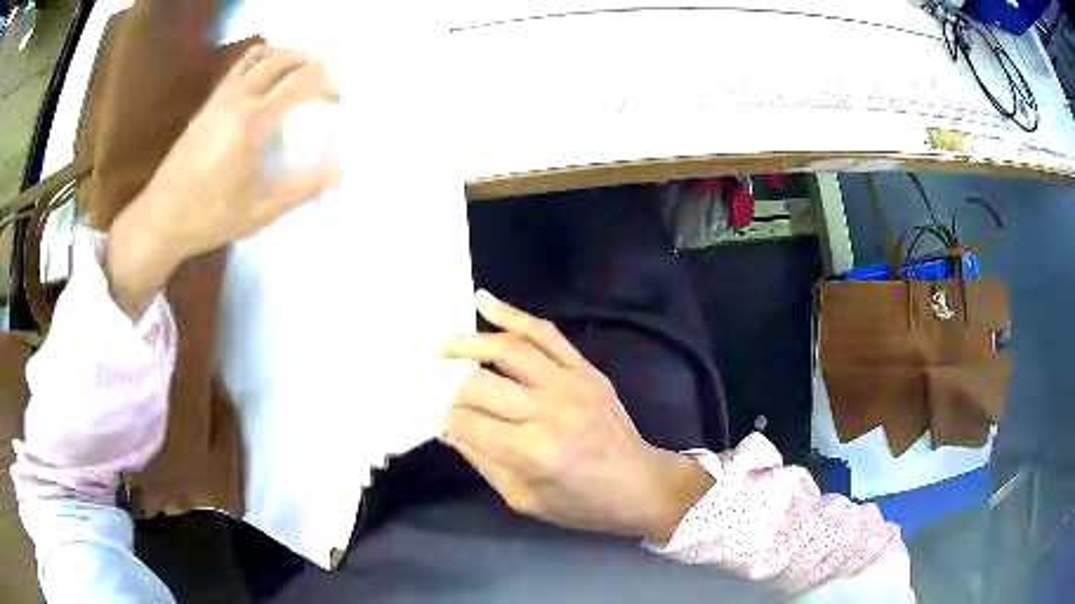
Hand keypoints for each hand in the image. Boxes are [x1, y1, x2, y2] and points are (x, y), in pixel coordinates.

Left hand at [107, 45, 340, 317]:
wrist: (161, 218)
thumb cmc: (210, 217)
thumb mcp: (260, 210)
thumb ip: (301, 187)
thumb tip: (340, 172)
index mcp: (253, 122)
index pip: (300, 83)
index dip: (328, 84)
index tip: (341, 99)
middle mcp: (237, 99)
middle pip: (282, 60)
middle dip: (310, 63)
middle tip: (325, 81)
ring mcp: (219, 98)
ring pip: (259, 56)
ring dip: (285, 56)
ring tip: (298, 71)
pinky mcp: (207, 105)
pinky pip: (238, 68)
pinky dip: (260, 62)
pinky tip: (264, 78)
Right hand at [440, 290, 713, 541]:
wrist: (639, 485)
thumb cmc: (580, 504)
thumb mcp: (523, 499)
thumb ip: (482, 460)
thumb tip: (446, 427)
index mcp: (531, 452)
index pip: (467, 423)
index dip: (443, 419)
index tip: (434, 417)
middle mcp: (548, 411)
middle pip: (479, 385)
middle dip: (451, 389)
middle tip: (439, 391)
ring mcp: (569, 383)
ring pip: (509, 349)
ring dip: (468, 342)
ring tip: (442, 345)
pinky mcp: (585, 369)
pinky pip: (545, 332)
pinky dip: (511, 314)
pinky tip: (483, 301)